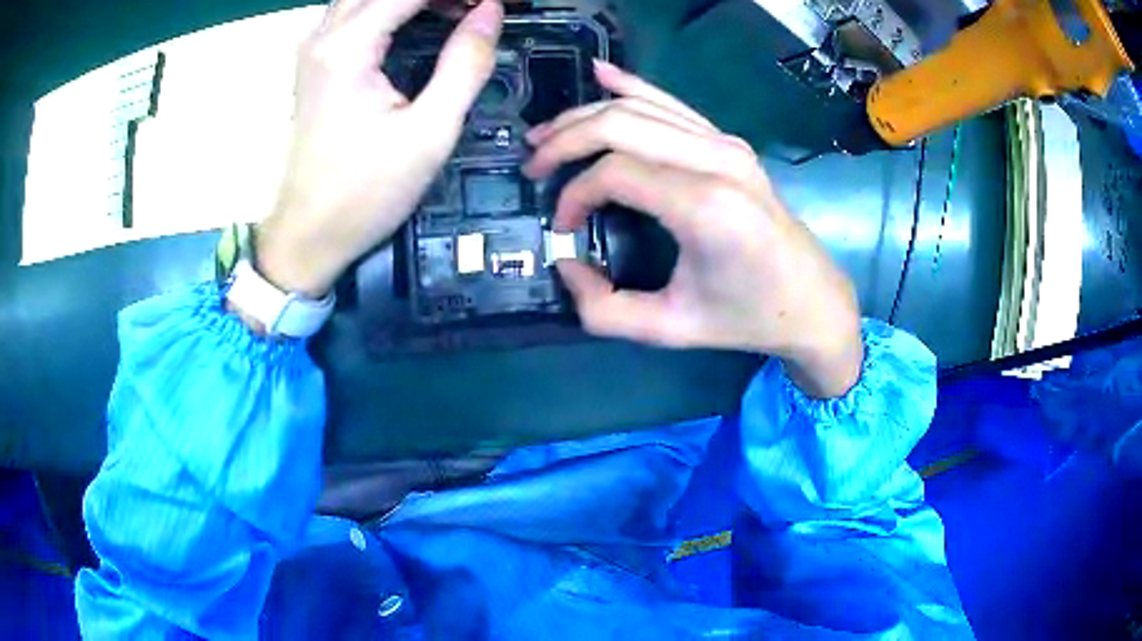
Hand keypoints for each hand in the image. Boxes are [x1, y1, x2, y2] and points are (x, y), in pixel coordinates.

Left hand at [256, 0, 503, 296]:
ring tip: (458, 11)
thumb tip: (490, 11)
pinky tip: (426, 20)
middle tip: (476, 9)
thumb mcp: (430, 132)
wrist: (310, 233)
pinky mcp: (317, 62)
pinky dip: (395, 8)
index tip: (496, 3)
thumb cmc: (366, 192)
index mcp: (348, 47)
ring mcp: (315, 48)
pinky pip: (358, 12)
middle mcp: (324, 36)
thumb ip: (465, 63)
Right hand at [525, 61, 862, 397]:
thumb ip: (604, 309)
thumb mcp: (671, 329)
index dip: (574, 194)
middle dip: (566, 139)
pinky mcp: (729, 142)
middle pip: (620, 123)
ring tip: (546, 133)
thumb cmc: (746, 317)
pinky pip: (671, 102)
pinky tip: (600, 73)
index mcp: (705, 206)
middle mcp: (717, 160)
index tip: (562, 225)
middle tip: (533, 164)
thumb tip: (565, 263)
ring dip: (586, 114)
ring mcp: (726, 144)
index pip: (614, 172)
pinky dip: (632, 86)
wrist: (811, 299)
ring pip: (640, 105)